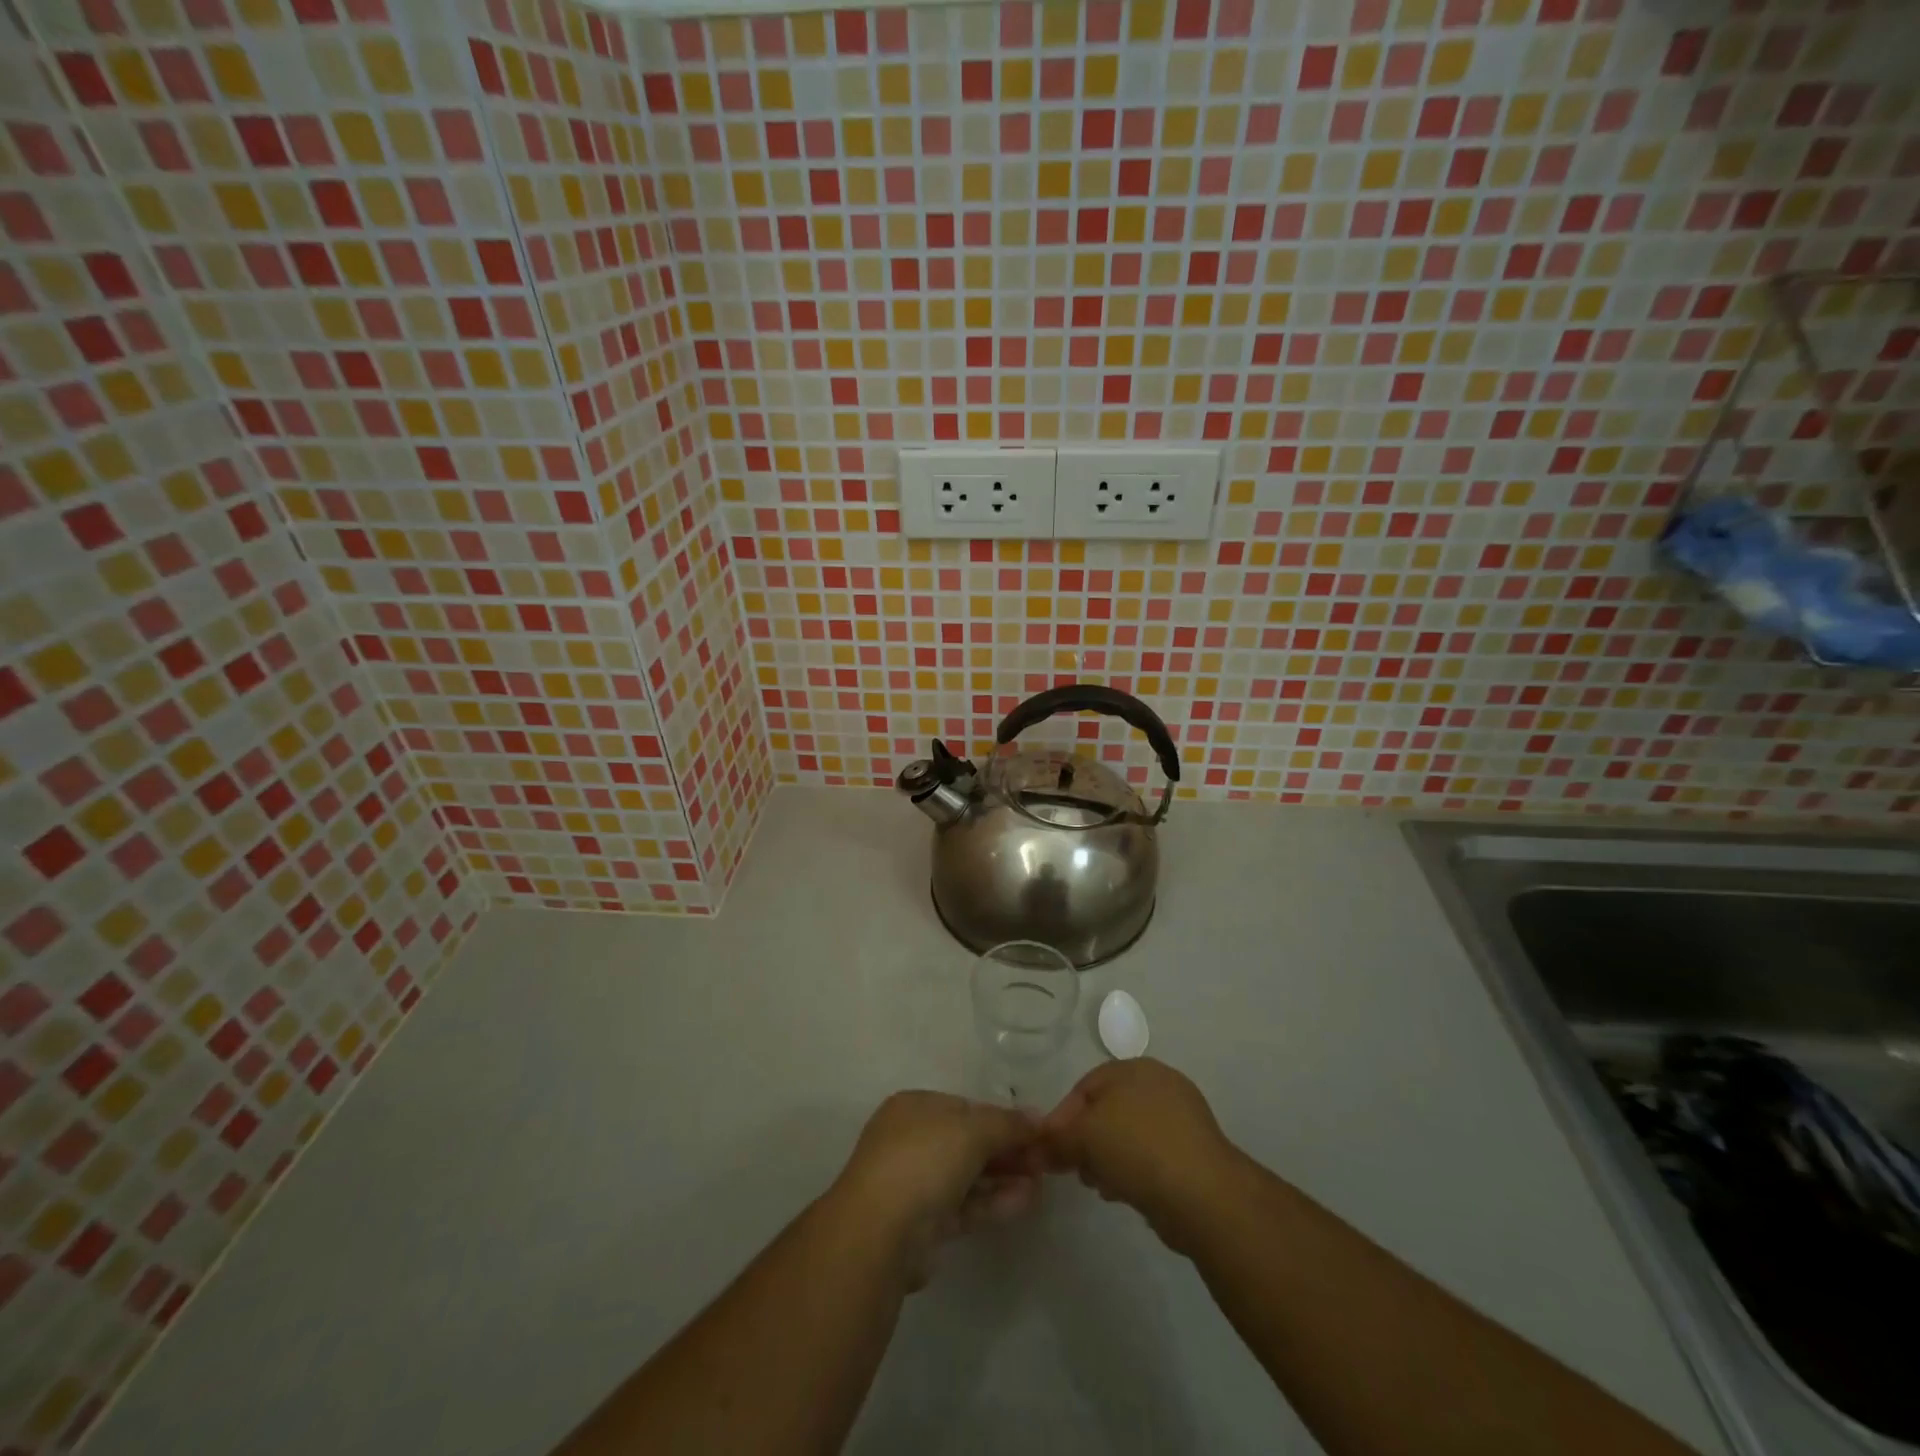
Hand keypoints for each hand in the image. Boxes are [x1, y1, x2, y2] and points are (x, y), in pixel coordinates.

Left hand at [830, 1091, 1043, 1286]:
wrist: (880, 1233)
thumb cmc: (924, 1161)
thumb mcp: (972, 1130)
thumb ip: (1008, 1123)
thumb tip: (1037, 1118)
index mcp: (914, 1108)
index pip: (965, 1107)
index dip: (1001, 1118)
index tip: (1035, 1131)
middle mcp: (911, 1140)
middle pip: (968, 1141)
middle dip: (1006, 1149)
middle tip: (1044, 1160)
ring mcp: (915, 1184)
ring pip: (968, 1175)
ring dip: (1004, 1176)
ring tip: (1041, 1182)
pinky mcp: (924, 1225)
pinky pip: (965, 1206)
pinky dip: (993, 1201)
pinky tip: (1026, 1201)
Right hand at [1043, 1059, 1239, 1249]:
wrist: (1203, 1194)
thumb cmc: (1137, 1148)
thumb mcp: (1084, 1137)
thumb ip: (1057, 1139)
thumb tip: (1035, 1149)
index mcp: (1134, 1068)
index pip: (1085, 1086)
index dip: (1062, 1117)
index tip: (1048, 1149)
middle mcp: (1159, 1085)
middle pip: (1107, 1110)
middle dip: (1085, 1140)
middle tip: (1073, 1169)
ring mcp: (1181, 1119)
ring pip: (1128, 1136)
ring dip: (1107, 1159)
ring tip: (1099, 1185)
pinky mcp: (1193, 1154)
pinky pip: (1150, 1156)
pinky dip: (1132, 1171)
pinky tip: (1124, 1193)